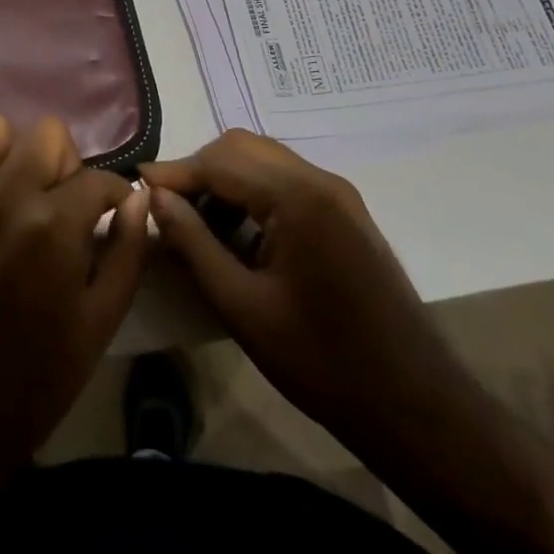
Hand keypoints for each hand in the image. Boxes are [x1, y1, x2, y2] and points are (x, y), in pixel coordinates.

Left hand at [0, 113, 149, 508]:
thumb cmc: (34, 383)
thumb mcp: (100, 325)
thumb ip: (127, 252)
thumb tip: (136, 197)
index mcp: (55, 224)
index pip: (98, 177)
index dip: (114, 195)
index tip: (111, 215)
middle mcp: (4, 195)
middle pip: (47, 135)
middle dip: (65, 166)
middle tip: (63, 208)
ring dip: (11, 155)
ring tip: (15, 195)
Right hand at [143, 129, 477, 463]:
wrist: (416, 406)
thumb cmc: (321, 362)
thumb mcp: (242, 305)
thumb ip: (194, 243)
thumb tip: (156, 196)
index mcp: (298, 198)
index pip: (219, 161)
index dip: (174, 171)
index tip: (137, 183)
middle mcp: (321, 180)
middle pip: (243, 148)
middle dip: (199, 170)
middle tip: (168, 208)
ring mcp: (339, 194)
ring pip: (264, 160)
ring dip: (225, 181)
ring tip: (197, 225)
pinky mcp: (346, 213)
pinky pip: (286, 182)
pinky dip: (253, 194)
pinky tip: (238, 235)